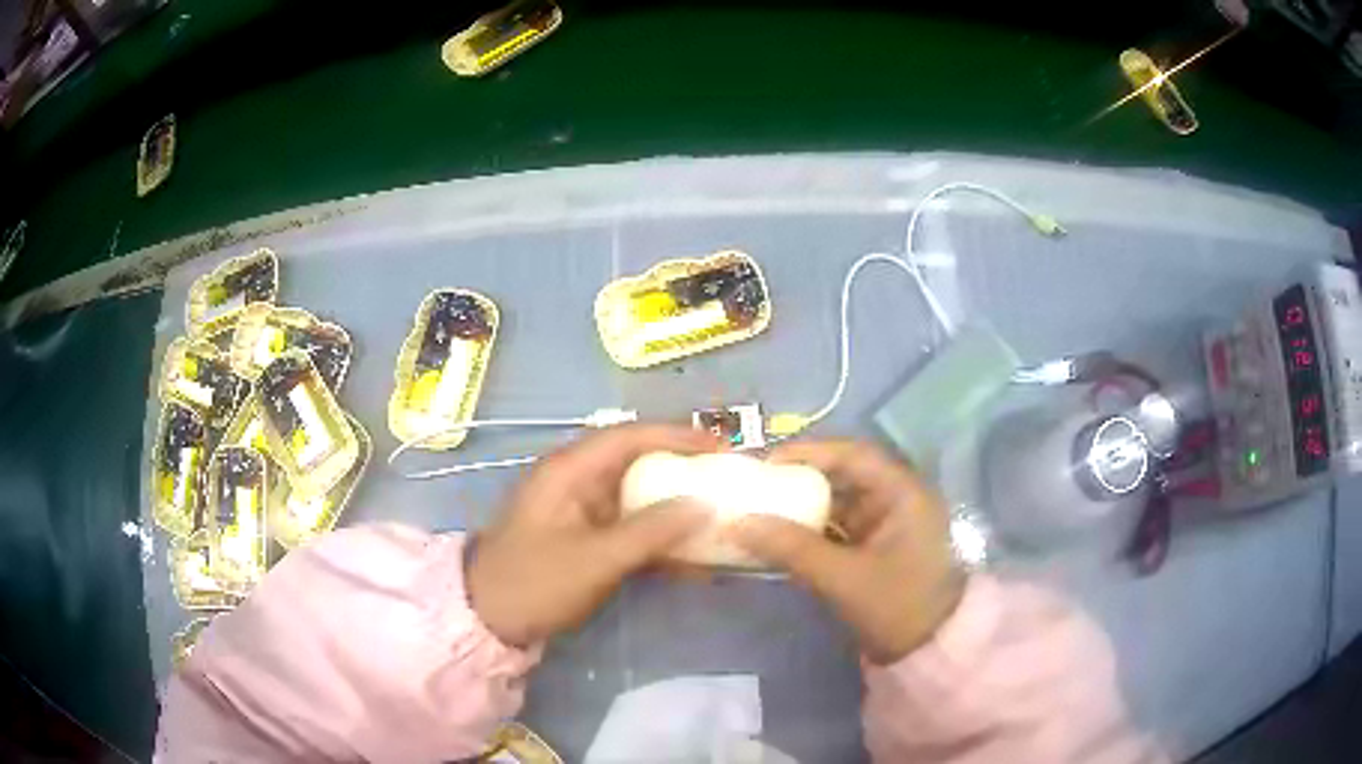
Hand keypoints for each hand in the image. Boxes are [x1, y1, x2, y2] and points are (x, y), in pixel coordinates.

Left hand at [467, 424, 715, 647]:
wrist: (487, 619)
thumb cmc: (535, 582)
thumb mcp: (595, 559)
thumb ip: (650, 531)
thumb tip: (702, 505)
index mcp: (570, 470)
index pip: (631, 436)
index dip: (678, 437)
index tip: (721, 448)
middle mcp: (576, 480)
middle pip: (637, 462)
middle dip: (682, 470)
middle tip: (725, 480)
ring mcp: (579, 510)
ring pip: (636, 496)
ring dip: (674, 506)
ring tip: (718, 515)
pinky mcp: (583, 537)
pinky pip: (629, 527)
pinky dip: (658, 537)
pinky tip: (690, 556)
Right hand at [729, 440, 964, 663]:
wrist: (930, 653)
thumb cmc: (898, 607)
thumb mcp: (844, 579)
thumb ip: (792, 549)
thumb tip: (737, 523)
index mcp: (903, 494)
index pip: (853, 455)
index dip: (810, 452)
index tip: (767, 464)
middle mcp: (897, 500)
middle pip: (843, 477)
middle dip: (799, 480)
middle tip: (756, 488)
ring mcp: (887, 526)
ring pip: (838, 504)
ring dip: (802, 508)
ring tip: (759, 511)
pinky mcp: (875, 550)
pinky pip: (837, 530)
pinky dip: (810, 533)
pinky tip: (779, 540)